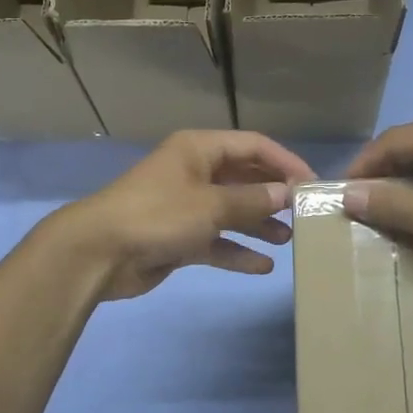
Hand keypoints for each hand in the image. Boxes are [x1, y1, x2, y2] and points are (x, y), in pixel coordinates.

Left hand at [50, 131, 317, 300]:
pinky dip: (237, 251)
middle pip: (244, 178)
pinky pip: (216, 241)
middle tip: (305, 215)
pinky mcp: (178, 238)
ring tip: (290, 240)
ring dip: (259, 224)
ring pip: (232, 211)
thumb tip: (288, 194)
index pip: (253, 146)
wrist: (99, 253)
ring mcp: (185, 207)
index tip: (313, 185)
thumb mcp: (211, 205)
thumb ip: (252, 200)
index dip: (285, 162)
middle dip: (274, 195)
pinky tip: (263, 266)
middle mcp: (194, 173)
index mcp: (199, 150)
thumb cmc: (158, 216)